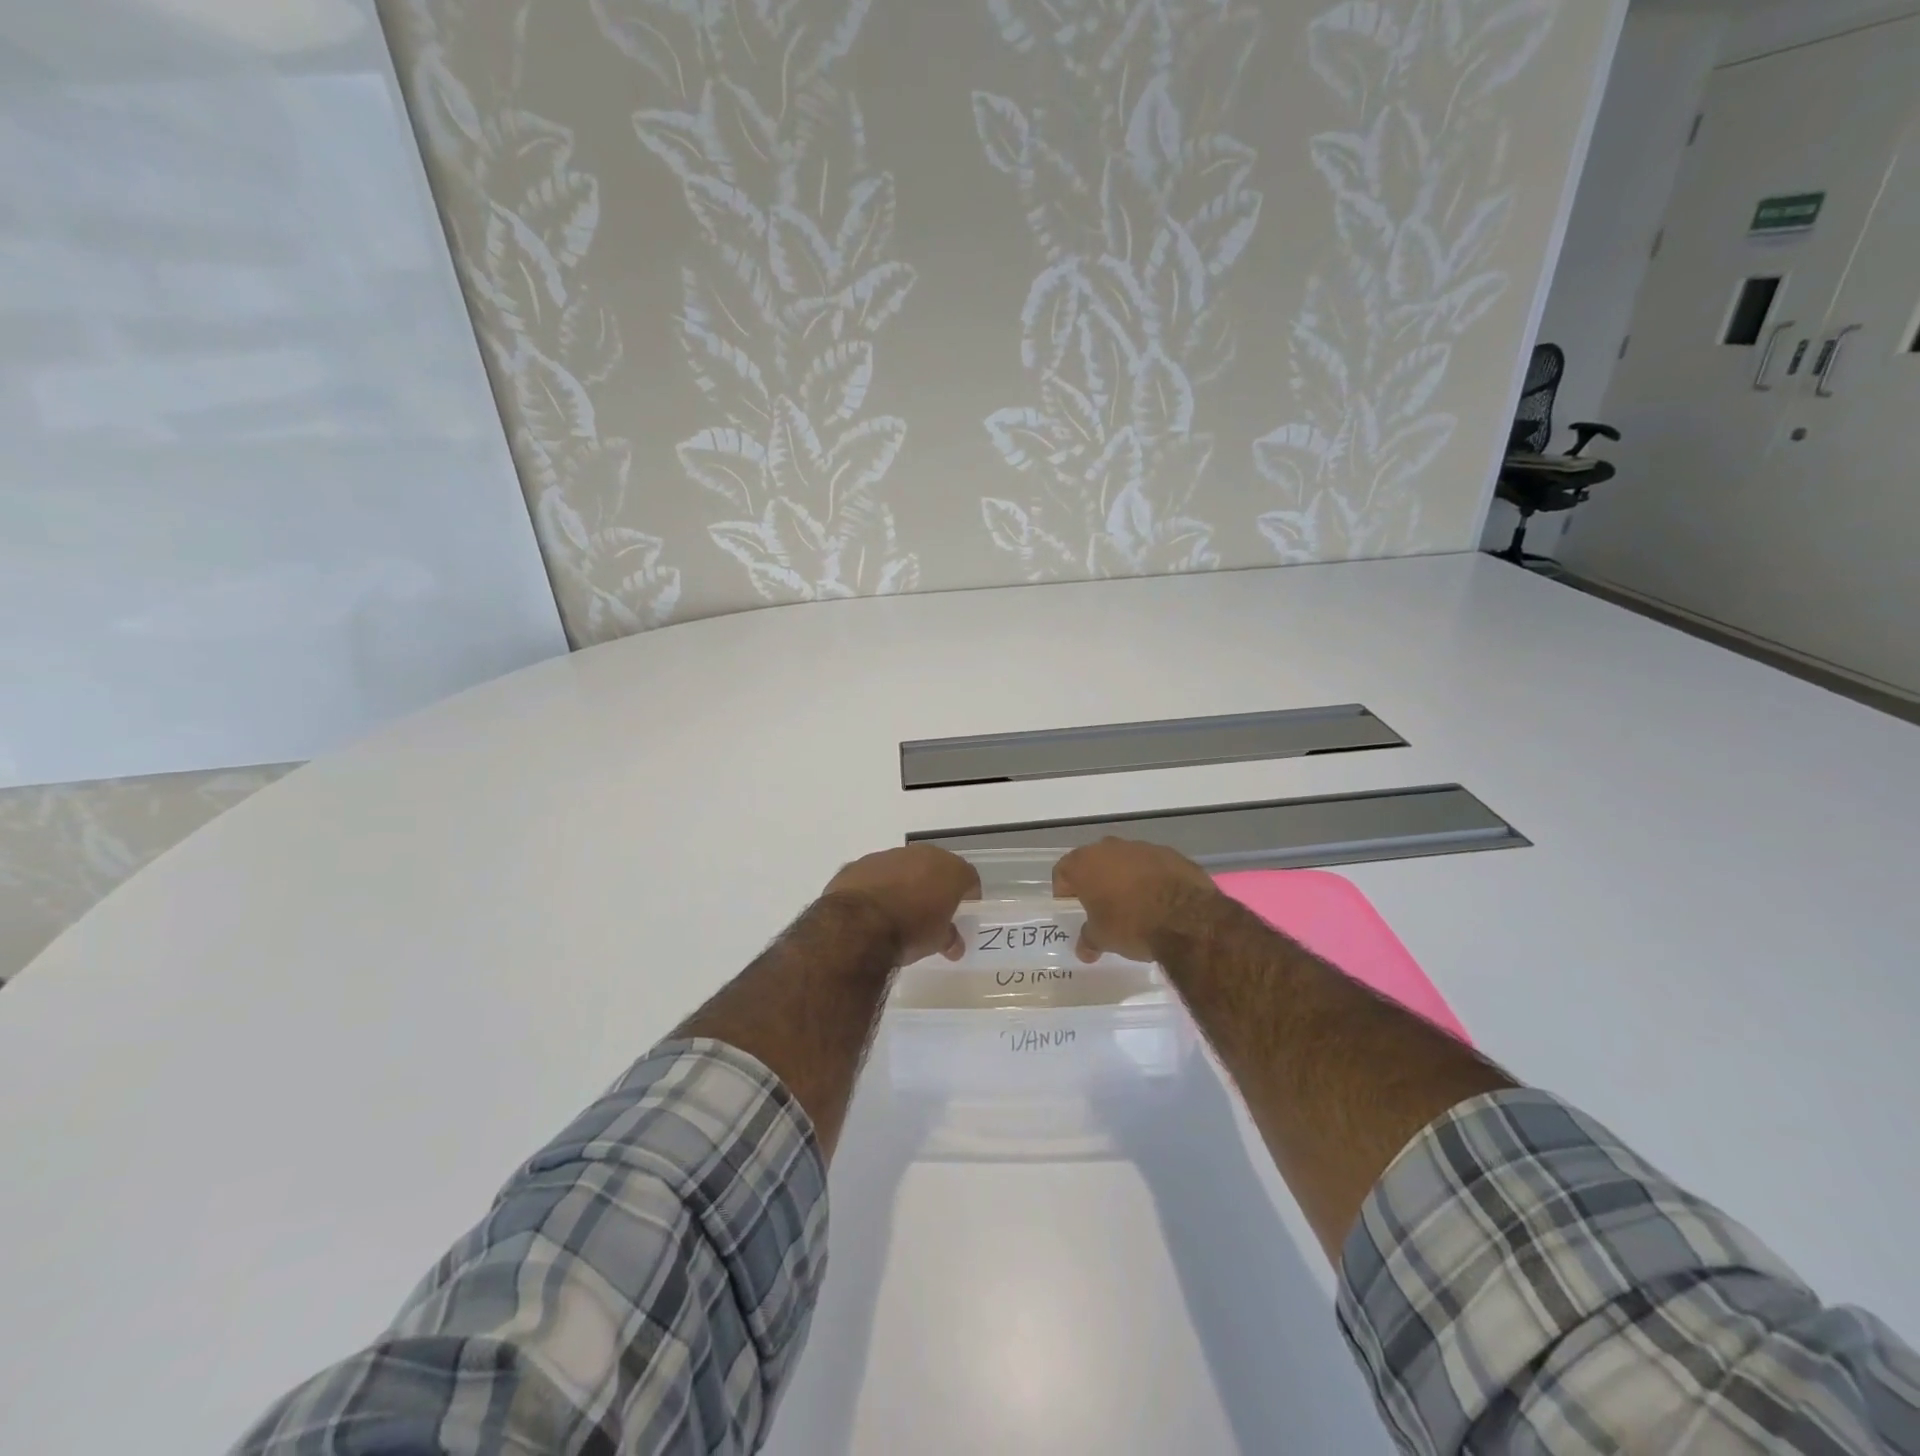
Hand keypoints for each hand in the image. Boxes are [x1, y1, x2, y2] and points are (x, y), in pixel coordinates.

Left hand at [823, 845, 981, 964]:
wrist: (856, 925)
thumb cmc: (909, 931)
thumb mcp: (936, 941)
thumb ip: (949, 938)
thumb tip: (955, 946)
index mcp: (949, 869)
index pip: (969, 878)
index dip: (968, 895)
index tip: (962, 912)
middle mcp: (921, 854)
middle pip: (936, 867)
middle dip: (936, 885)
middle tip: (931, 910)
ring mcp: (887, 855)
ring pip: (904, 867)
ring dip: (905, 883)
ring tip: (898, 910)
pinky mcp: (859, 864)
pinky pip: (875, 874)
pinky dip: (877, 886)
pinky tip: (871, 909)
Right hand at [1053, 838, 1217, 962]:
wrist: (1188, 919)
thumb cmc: (1132, 925)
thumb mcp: (1103, 938)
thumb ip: (1089, 939)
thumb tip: (1084, 950)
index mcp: (1085, 864)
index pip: (1062, 870)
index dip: (1063, 889)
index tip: (1071, 905)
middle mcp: (1110, 847)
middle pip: (1093, 861)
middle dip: (1095, 879)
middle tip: (1099, 903)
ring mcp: (1142, 847)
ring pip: (1124, 859)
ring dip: (1124, 876)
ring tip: (1132, 902)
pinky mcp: (1170, 853)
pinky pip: (1151, 864)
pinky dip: (1150, 877)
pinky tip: (1158, 898)